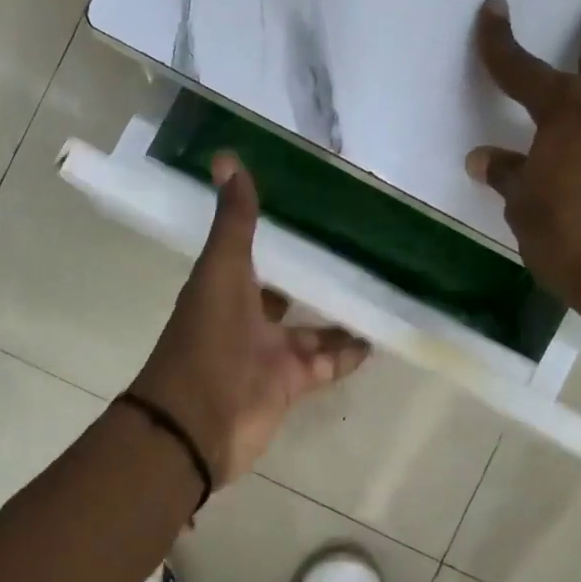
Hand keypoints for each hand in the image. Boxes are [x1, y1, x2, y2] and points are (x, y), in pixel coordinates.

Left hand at [131, 154, 369, 485]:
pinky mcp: (291, 384)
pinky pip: (327, 362)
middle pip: (287, 293)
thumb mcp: (222, 272)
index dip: (280, 237)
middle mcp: (247, 317)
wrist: (198, 424)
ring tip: (381, 288)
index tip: (316, 211)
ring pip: (312, 329)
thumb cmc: (207, 341)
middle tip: (361, 249)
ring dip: (340, 315)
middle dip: (316, 277)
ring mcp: (270, 353)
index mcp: (226, 287)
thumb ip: (233, 222)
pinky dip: (350, 352)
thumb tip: (226, 157)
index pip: (256, 255)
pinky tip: (380, 334)